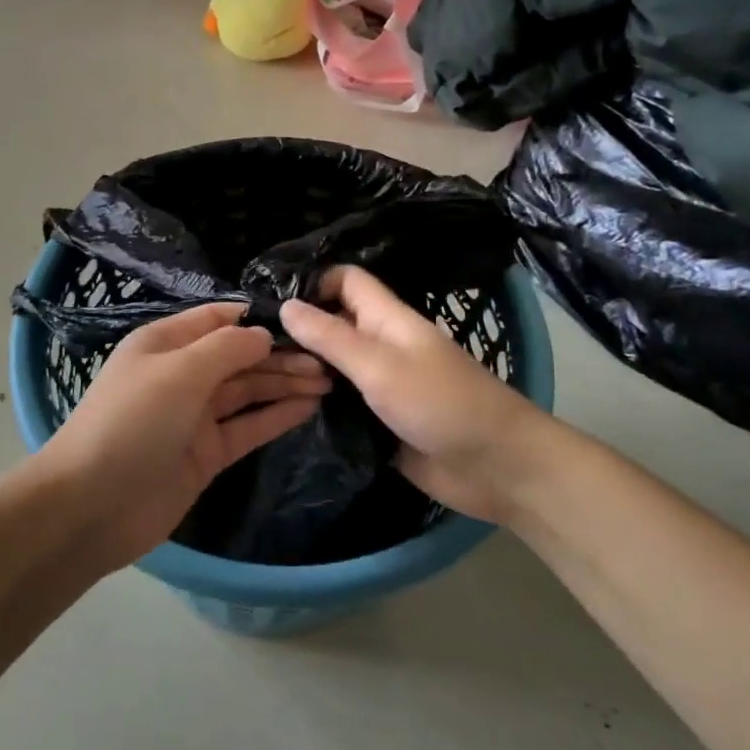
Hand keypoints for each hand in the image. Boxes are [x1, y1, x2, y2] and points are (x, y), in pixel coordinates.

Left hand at [37, 303, 328, 569]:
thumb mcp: (178, 371)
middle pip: (239, 356)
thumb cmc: (133, 421)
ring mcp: (195, 416)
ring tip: (329, 378)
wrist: (93, 505)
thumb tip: (264, 335)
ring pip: (248, 391)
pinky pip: (247, 427)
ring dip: (285, 383)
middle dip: (280, 354)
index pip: (218, 318)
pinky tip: (309, 406)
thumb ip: (226, 348)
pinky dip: (276, 415)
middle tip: (328, 357)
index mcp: (165, 343)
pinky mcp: (207, 454)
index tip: (302, 319)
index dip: (257, 318)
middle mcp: (182, 374)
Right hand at [281, 266, 543, 522]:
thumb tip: (285, 305)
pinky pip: (341, 403)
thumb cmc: (441, 404)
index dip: (312, 283)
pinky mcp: (379, 420)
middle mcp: (381, 345)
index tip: (269, 304)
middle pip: (333, 323)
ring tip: (260, 379)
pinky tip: (285, 411)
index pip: (345, 281)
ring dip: (304, 371)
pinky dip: (318, 404)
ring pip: (334, 365)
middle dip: (297, 331)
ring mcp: (381, 384)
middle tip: (252, 350)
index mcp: (387, 319)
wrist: (496, 468)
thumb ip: (332, 337)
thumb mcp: (380, 365)